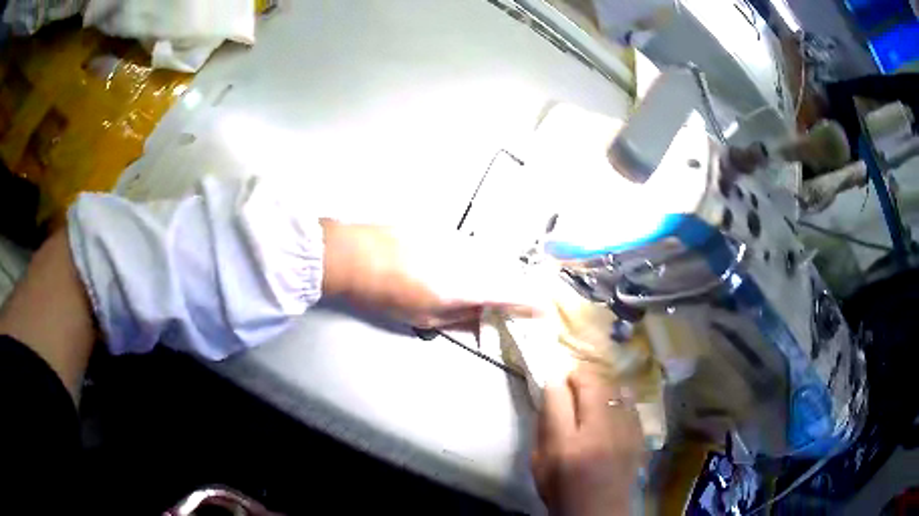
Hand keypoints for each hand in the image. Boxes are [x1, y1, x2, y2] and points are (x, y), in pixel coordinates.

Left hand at [321, 220, 542, 327]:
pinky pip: (472, 248)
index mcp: (466, 285)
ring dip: (495, 275)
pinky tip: (459, 270)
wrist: (355, 255)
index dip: (533, 303)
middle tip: (512, 305)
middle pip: (507, 272)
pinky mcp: (445, 229)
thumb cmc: (386, 293)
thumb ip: (462, 318)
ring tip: (483, 290)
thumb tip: (485, 320)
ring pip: (490, 258)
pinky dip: (477, 262)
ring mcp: (457, 240)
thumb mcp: (424, 317)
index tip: (543, 311)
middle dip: (514, 290)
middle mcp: (469, 257)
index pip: (514, 292)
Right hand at [532, 365, 643, 515]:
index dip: (554, 382)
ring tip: (593, 389)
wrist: (598, 511)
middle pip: (591, 385)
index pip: (557, 397)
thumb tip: (551, 397)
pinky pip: (631, 403)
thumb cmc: (562, 491)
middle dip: (579, 375)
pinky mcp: (639, 436)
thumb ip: (544, 429)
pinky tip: (612, 404)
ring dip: (600, 383)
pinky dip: (619, 397)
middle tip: (572, 377)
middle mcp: (598, 434)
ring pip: (614, 389)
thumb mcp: (539, 465)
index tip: (552, 379)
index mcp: (566, 445)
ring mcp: (623, 433)